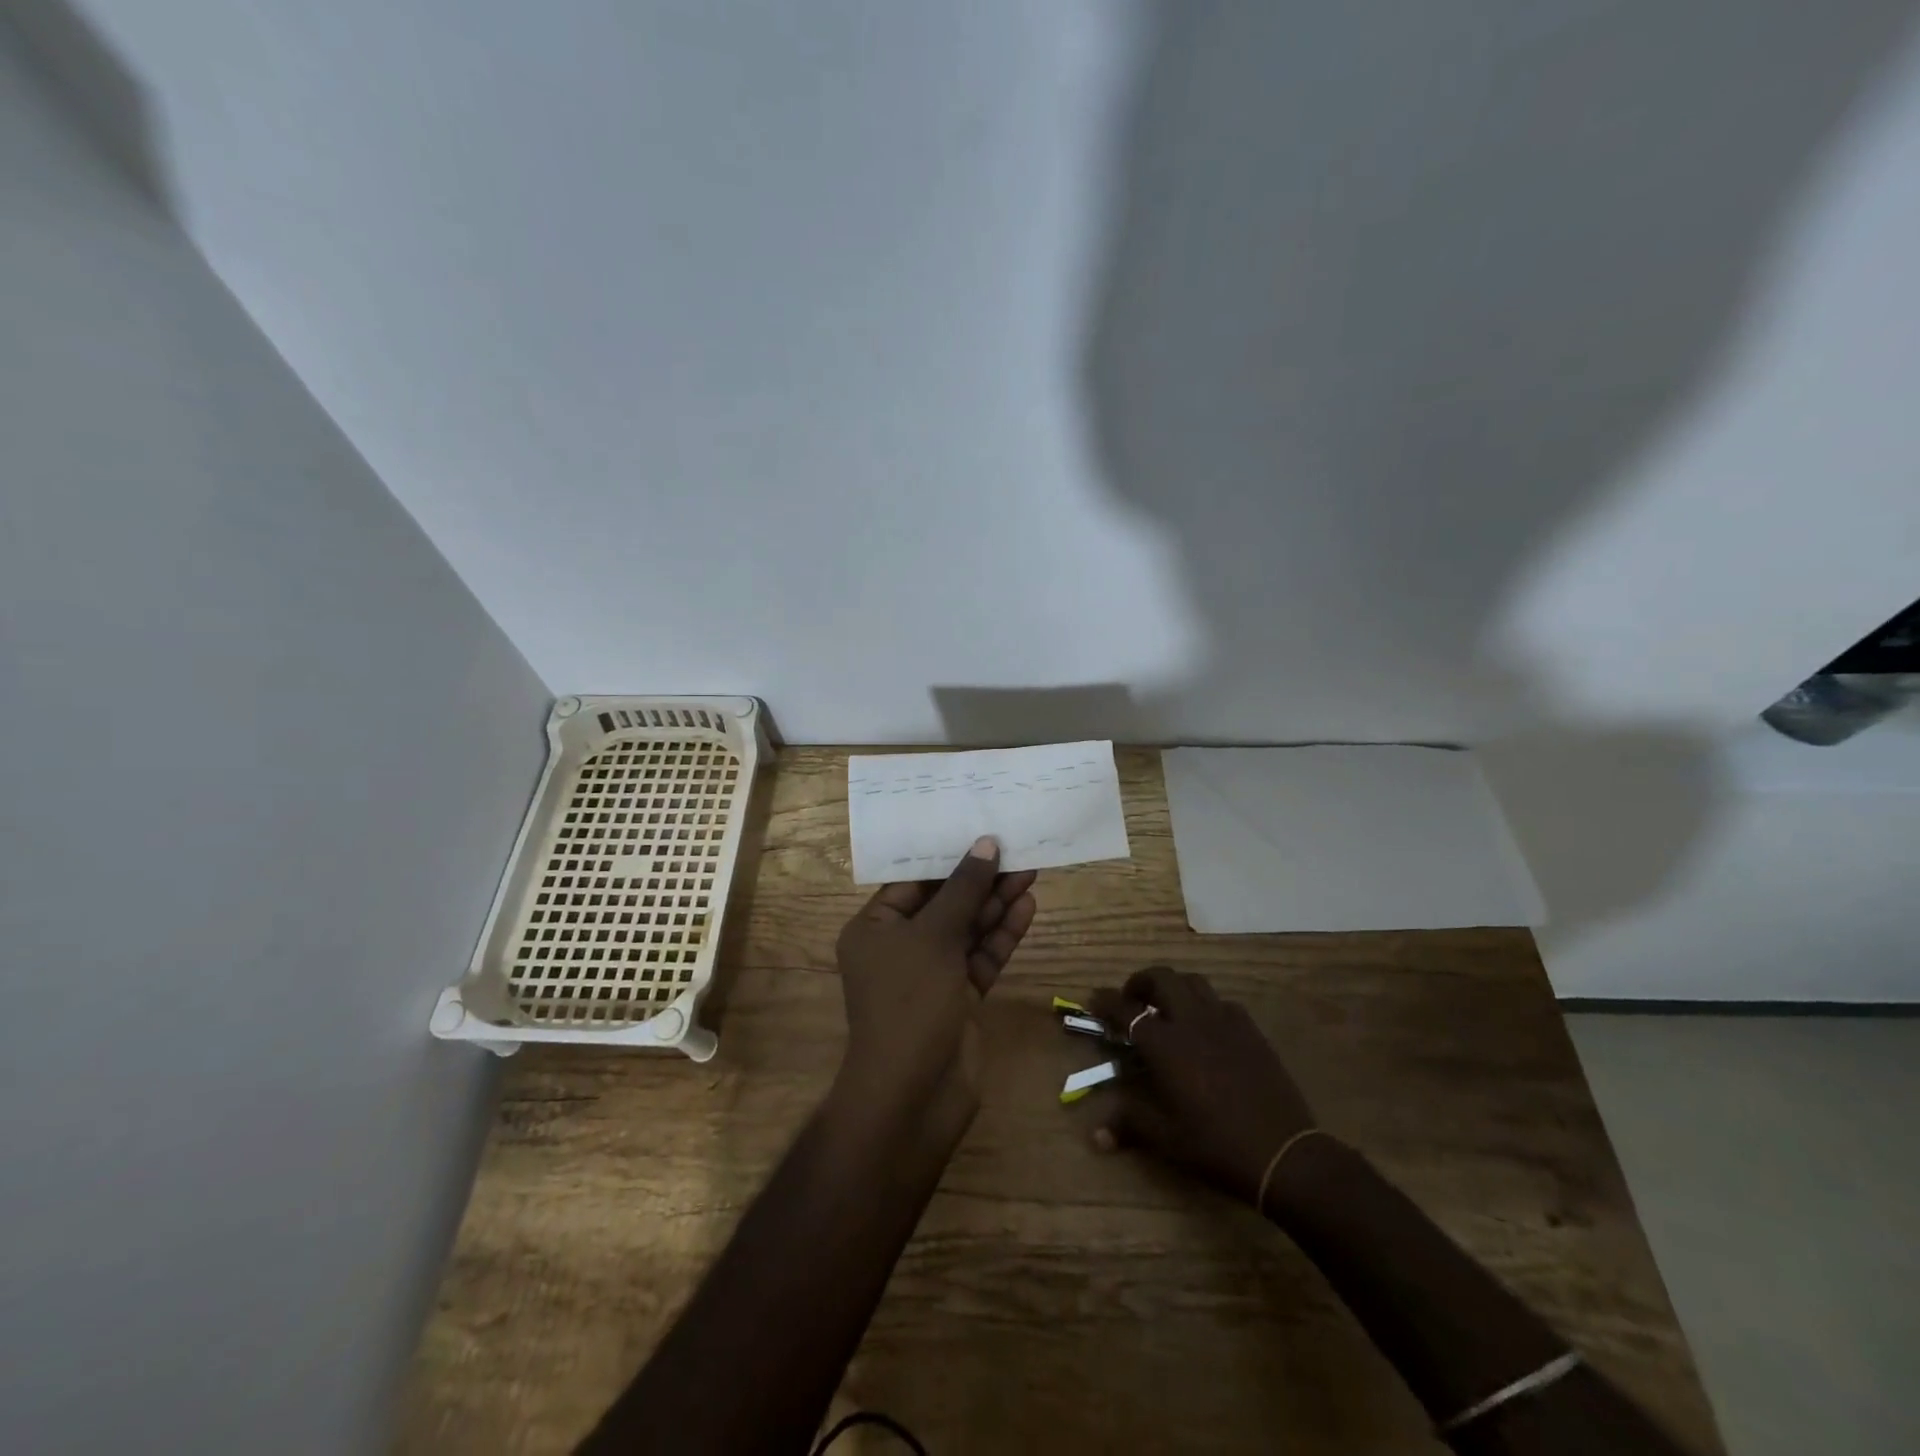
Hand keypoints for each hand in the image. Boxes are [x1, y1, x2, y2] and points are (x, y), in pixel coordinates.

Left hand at [834, 836, 1036, 1122]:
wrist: (914, 1096)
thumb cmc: (910, 1002)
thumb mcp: (934, 937)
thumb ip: (963, 890)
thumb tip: (985, 845)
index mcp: (874, 928)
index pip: (912, 881)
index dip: (946, 856)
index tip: (978, 830)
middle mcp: (900, 947)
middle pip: (944, 903)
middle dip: (979, 879)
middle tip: (1016, 848)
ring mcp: (931, 975)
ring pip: (967, 929)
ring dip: (996, 903)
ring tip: (1030, 870)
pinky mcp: (959, 997)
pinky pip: (981, 957)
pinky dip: (1001, 935)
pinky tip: (1026, 906)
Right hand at [1088, 967, 1315, 1205]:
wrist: (1284, 1154)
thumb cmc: (1216, 1146)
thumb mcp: (1166, 1139)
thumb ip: (1129, 1124)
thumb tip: (1096, 1135)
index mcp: (1165, 1044)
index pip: (1126, 1010)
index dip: (1106, 1001)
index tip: (1093, 999)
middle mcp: (1192, 1021)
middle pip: (1162, 978)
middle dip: (1141, 982)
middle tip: (1132, 1000)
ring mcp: (1225, 1022)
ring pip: (1193, 983)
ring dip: (1174, 987)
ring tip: (1167, 1009)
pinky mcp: (1251, 1031)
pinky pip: (1222, 1003)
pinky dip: (1205, 1006)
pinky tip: (1206, 1029)